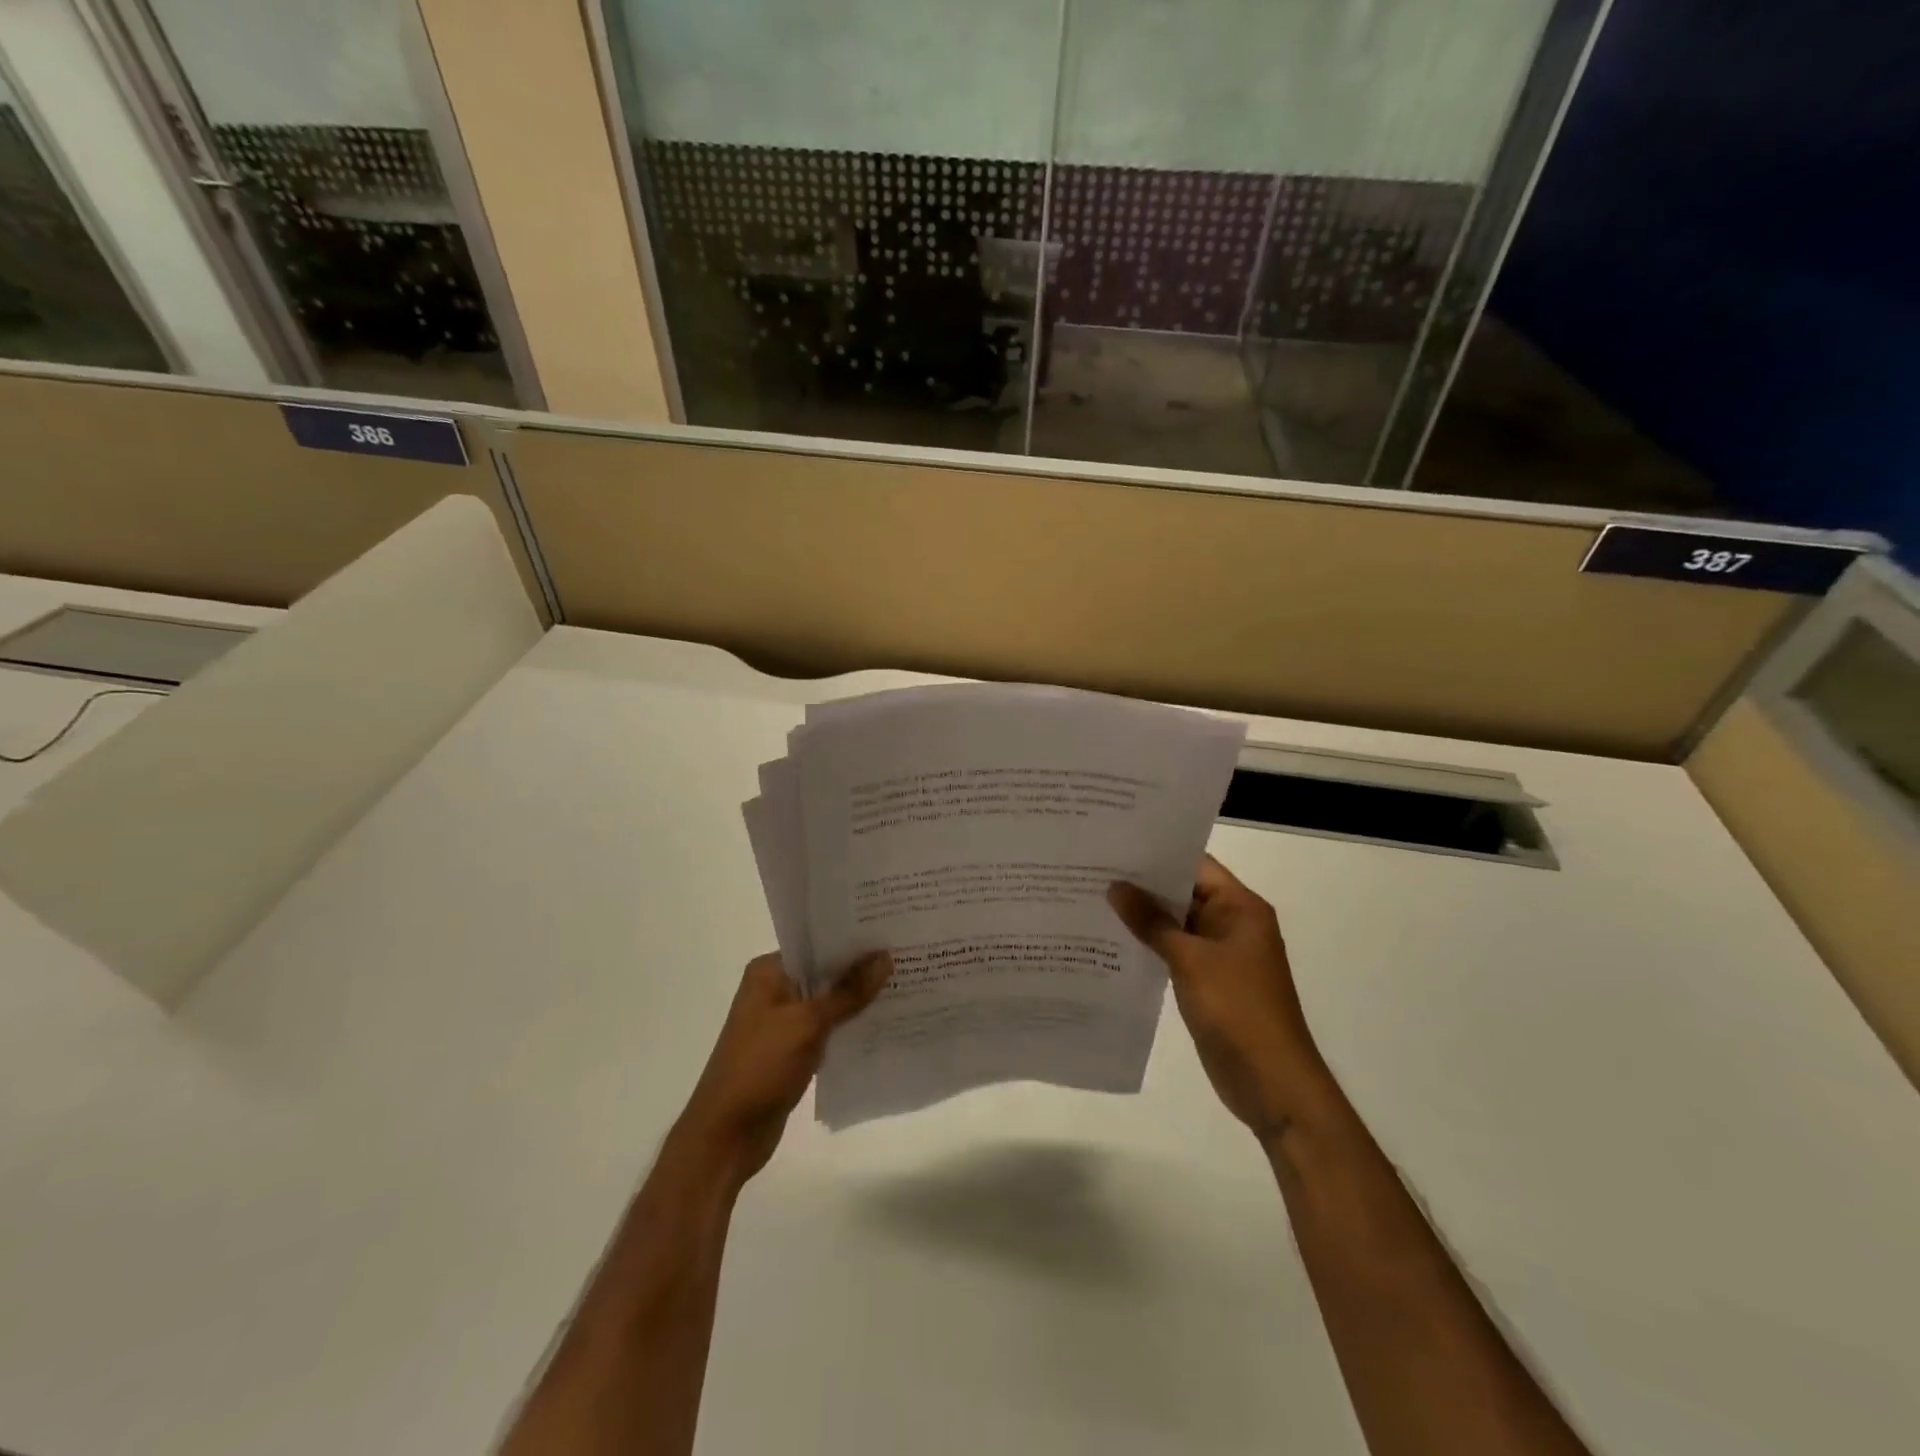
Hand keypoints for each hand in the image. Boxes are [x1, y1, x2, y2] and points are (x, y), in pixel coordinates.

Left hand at [674, 951, 892, 1186]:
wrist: (727, 1135)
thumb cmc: (761, 1066)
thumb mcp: (808, 1023)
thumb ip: (848, 991)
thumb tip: (885, 957)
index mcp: (769, 972)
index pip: (817, 943)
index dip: (852, 939)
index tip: (891, 932)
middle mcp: (774, 990)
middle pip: (825, 972)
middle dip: (861, 969)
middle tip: (908, 956)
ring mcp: (782, 1022)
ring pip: (829, 1002)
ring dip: (858, 1000)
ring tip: (904, 985)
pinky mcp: (792, 1051)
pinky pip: (827, 1029)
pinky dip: (850, 1027)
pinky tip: (884, 1024)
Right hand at [1109, 856, 1332, 1144]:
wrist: (1272, 1083)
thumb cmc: (1237, 1009)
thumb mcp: (1190, 960)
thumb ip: (1152, 921)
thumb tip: (1115, 887)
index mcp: (1241, 907)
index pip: (1195, 865)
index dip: (1157, 854)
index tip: (1114, 846)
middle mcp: (1233, 923)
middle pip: (1184, 893)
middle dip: (1143, 885)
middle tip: (1093, 871)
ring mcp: (1222, 955)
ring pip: (1177, 924)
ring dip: (1143, 917)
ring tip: (1093, 900)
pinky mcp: (1209, 982)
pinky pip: (1176, 953)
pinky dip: (1150, 946)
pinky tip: (1112, 942)